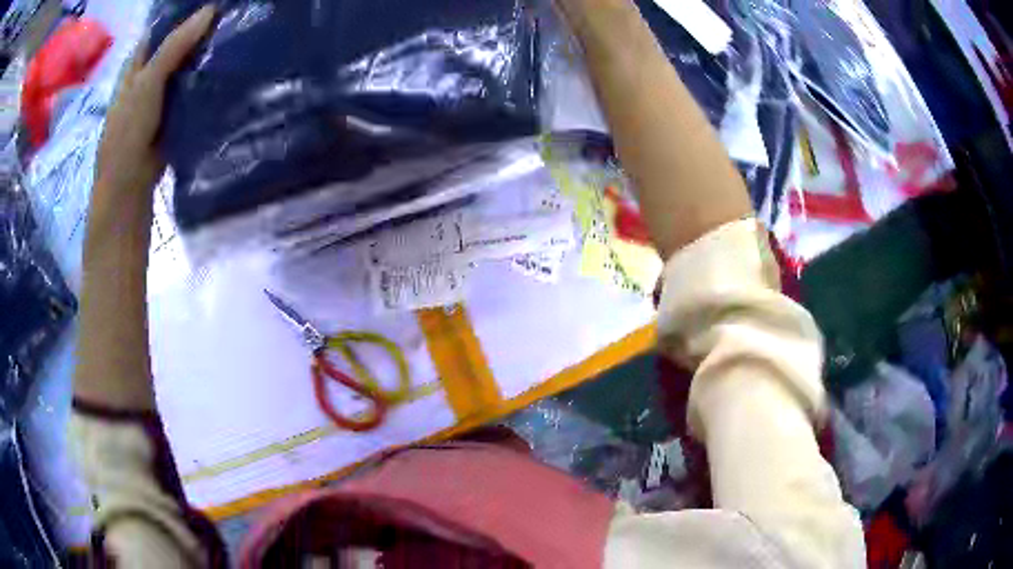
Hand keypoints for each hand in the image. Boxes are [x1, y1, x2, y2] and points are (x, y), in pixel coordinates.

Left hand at [95, 5, 215, 195]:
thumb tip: (211, 10)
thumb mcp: (148, 81)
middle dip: (200, 32)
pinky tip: (227, 70)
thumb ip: (175, 45)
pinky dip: (206, 80)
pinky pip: (193, 89)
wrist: (129, 186)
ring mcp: (162, 94)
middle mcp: (150, 74)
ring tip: (236, 37)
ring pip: (187, 66)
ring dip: (206, 56)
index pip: (164, 27)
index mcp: (138, 62)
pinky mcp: (174, 113)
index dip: (185, 13)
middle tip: (233, 18)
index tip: (215, 4)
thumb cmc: (128, 131)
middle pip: (177, 44)